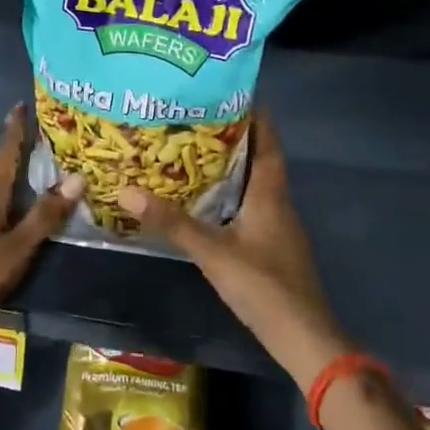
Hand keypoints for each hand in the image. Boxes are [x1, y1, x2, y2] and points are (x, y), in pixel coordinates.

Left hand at [0, 105, 81, 351]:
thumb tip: (77, 178)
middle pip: (2, 169)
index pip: (5, 154)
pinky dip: (15, 202)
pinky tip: (25, 211)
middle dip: (21, 151)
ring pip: (0, 191)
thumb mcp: (15, 247)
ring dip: (19, 178)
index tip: (21, 105)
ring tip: (44, 170)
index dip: (15, 130)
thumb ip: (44, 216)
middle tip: (48, 136)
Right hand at [118, 110, 348, 388]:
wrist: (303, 337)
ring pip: (253, 183)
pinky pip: (249, 205)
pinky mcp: (271, 245)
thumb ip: (171, 223)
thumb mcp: (212, 252)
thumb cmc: (263, 286)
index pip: (268, 140)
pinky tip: (203, 199)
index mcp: (270, 193)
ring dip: (229, 166)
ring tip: (191, 150)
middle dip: (232, 136)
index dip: (254, 114)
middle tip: (195, 118)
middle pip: (259, 158)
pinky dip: (229, 194)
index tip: (228, 91)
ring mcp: (277, 225)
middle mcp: (277, 202)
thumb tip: (127, 189)